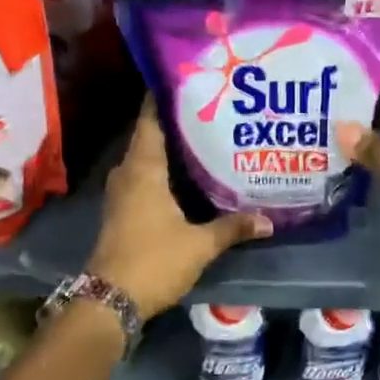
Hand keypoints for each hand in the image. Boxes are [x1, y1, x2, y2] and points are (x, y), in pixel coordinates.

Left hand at [87, 101, 270, 319]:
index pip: (150, 120)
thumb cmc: (154, 261)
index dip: (164, 98)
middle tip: (210, 109)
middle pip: (150, 137)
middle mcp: (128, 174)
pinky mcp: (123, 211)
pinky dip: (164, 171)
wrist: (111, 300)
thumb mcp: (200, 244)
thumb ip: (233, 228)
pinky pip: (144, 178)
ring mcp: (122, 193)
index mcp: (143, 170)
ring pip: (147, 159)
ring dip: (170, 149)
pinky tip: (188, 176)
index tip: (187, 80)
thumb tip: (269, 221)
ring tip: (205, 138)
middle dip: (177, 123)